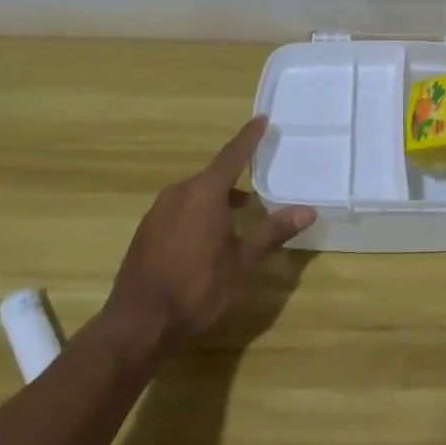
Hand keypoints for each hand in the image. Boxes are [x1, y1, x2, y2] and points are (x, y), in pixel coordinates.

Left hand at [101, 116, 315, 349]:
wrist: (138, 325)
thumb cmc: (198, 289)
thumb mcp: (244, 263)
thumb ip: (273, 232)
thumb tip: (307, 210)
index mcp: (205, 192)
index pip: (233, 155)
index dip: (249, 137)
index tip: (262, 119)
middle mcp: (179, 193)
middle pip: (213, 176)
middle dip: (236, 176)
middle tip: (258, 177)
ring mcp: (157, 213)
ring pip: (195, 194)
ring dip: (218, 198)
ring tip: (240, 212)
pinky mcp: (146, 233)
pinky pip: (179, 210)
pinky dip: (198, 213)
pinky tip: (208, 238)